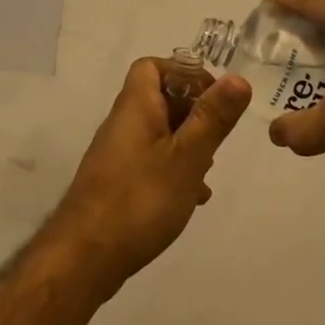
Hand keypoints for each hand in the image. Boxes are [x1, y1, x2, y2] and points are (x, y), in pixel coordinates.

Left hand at [49, 58, 250, 291]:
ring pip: (158, 132)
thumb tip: (238, 77)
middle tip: (219, 134)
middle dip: (193, 110)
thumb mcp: (187, 157)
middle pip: (158, 98)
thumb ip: (213, 118)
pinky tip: (193, 196)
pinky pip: (151, 161)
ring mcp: (117, 155)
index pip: (152, 67)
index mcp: (136, 107)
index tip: (214, 96)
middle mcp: (122, 124)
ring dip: (186, 142)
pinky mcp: (117, 183)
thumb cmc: (141, 199)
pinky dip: (174, 168)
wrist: (85, 257)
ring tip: (209, 168)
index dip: (184, 72)